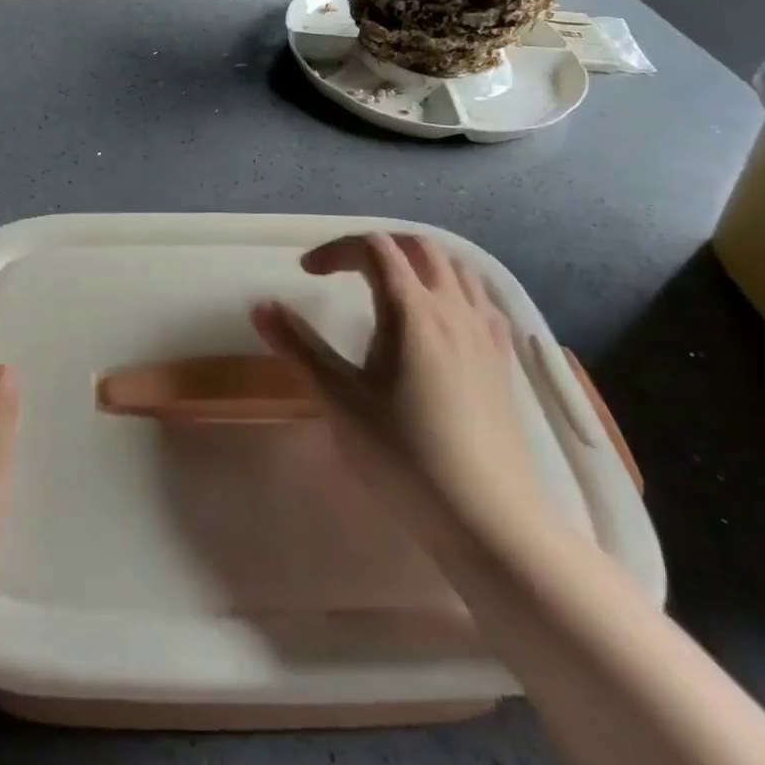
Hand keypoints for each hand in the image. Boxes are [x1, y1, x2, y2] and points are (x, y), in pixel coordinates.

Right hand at [250, 234, 555, 555]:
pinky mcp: (503, 358)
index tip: (306, 274)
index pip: (373, 248)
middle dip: (375, 247)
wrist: (487, 518)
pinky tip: (439, 318)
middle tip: (344, 271)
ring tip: (388, 286)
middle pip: (418, 246)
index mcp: (410, 308)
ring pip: (455, 266)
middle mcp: (452, 307)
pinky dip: (451, 285)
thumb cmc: (403, 455)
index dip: (335, 250)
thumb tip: (260, 304)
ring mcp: (485, 331)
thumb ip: (298, 346)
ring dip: (416, 261)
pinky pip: (480, 296)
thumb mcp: (338, 399)